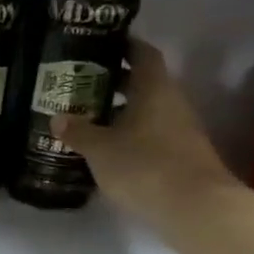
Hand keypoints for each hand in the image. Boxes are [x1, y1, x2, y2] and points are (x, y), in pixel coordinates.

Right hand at [51, 39, 238, 227]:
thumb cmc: (144, 165)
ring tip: (88, 116)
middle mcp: (171, 103)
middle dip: (115, 81)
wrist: (196, 209)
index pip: (143, 54)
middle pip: (144, 83)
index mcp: (154, 89)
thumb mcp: (100, 149)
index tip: (100, 45)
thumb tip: (57, 118)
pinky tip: (108, 148)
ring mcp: (181, 131)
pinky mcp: (181, 157)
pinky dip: (130, 135)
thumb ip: (78, 131)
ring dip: (121, 111)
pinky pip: (152, 135)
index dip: (124, 46)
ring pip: (148, 111)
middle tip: (82, 83)